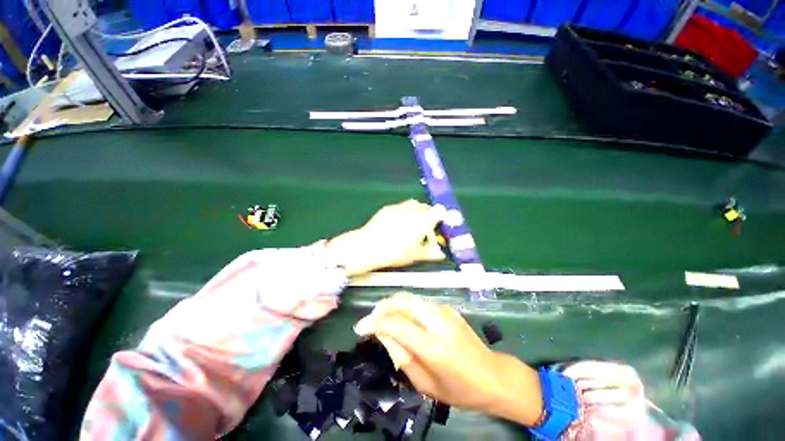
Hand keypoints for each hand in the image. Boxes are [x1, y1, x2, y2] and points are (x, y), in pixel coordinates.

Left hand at [325, 200, 447, 275]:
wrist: (369, 246)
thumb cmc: (395, 253)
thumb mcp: (415, 256)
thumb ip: (431, 253)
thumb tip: (441, 254)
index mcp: (424, 221)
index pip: (440, 210)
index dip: (441, 216)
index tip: (438, 224)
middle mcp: (413, 210)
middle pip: (426, 206)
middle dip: (428, 215)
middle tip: (424, 227)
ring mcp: (399, 207)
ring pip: (413, 204)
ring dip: (416, 211)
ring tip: (410, 224)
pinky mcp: (388, 207)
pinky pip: (400, 206)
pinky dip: (403, 212)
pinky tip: (396, 224)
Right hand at [354, 293, 543, 426]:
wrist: (493, 375)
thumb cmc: (459, 389)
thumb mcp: (425, 384)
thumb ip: (401, 357)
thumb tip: (382, 334)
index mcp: (433, 346)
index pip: (396, 324)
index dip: (374, 323)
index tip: (360, 328)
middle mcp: (438, 321)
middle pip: (402, 301)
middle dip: (382, 307)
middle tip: (371, 319)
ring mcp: (445, 310)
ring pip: (409, 298)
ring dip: (392, 304)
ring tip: (382, 317)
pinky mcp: (448, 307)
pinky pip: (419, 302)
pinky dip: (405, 306)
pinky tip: (402, 317)